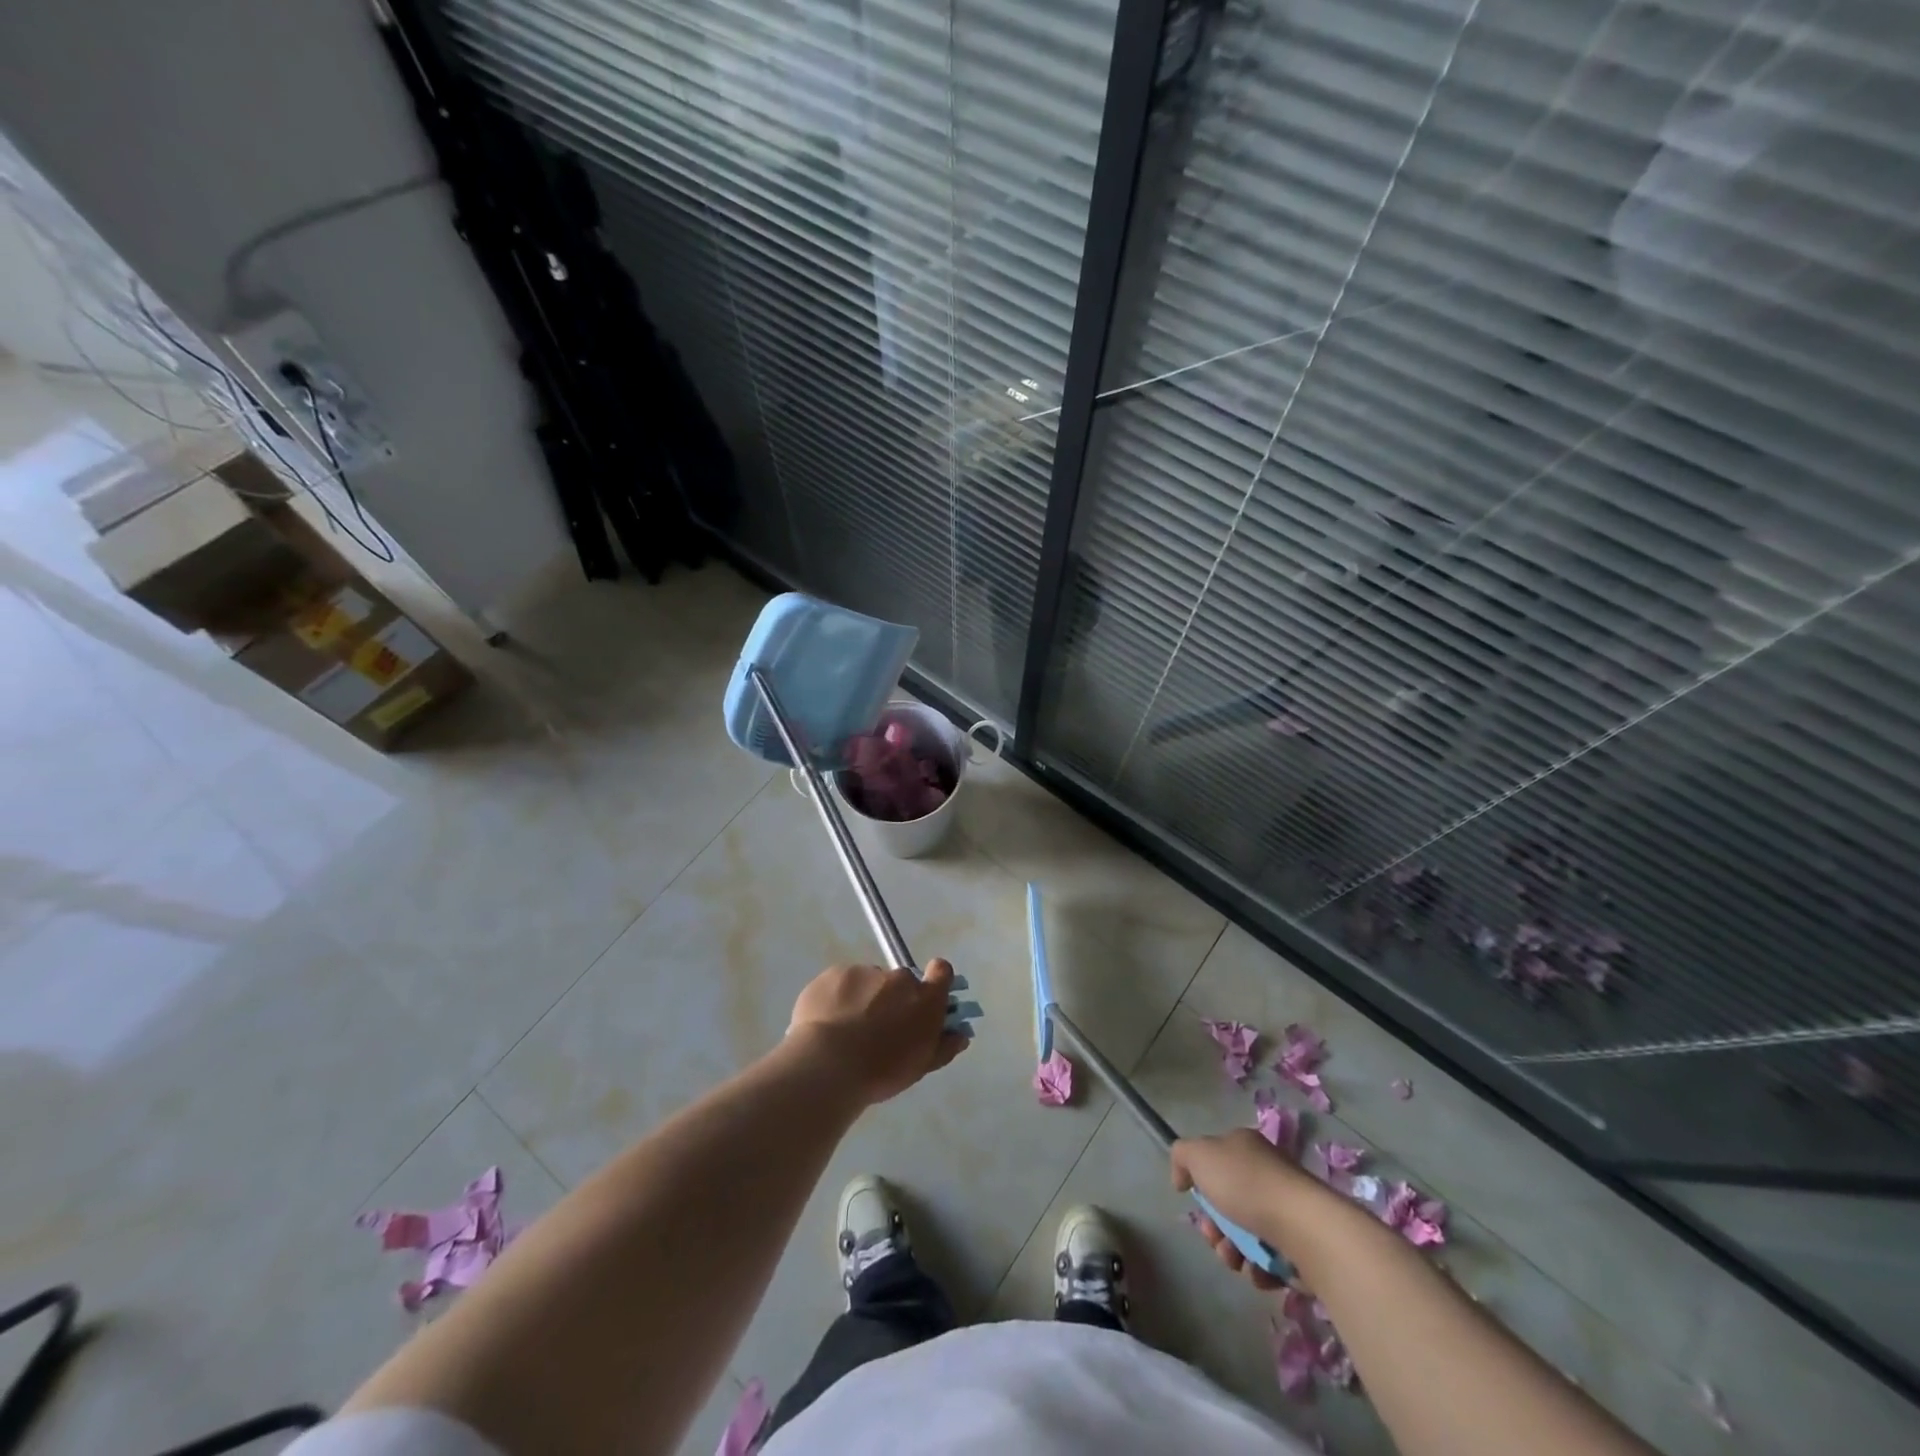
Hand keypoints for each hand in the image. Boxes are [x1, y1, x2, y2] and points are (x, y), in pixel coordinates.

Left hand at [788, 959, 968, 1105]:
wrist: (828, 1065)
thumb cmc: (881, 1071)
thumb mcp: (919, 1066)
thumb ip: (943, 1046)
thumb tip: (960, 1035)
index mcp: (925, 998)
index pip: (941, 972)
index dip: (935, 980)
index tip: (924, 997)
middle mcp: (899, 979)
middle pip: (900, 982)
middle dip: (892, 999)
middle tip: (876, 1028)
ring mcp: (865, 972)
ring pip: (868, 982)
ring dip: (863, 998)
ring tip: (844, 1031)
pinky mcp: (835, 973)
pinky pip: (841, 983)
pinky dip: (837, 998)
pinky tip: (825, 1024)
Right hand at [1171, 1129, 1303, 1291]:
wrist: (1303, 1227)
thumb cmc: (1246, 1185)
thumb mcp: (1200, 1155)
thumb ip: (1182, 1156)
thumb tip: (1183, 1177)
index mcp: (1244, 1147)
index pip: (1215, 1164)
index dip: (1201, 1187)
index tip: (1198, 1206)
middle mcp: (1266, 1174)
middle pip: (1228, 1204)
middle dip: (1216, 1228)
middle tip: (1216, 1240)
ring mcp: (1286, 1210)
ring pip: (1247, 1235)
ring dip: (1234, 1252)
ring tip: (1238, 1261)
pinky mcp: (1301, 1245)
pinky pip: (1270, 1260)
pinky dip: (1260, 1269)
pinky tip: (1259, 1271)